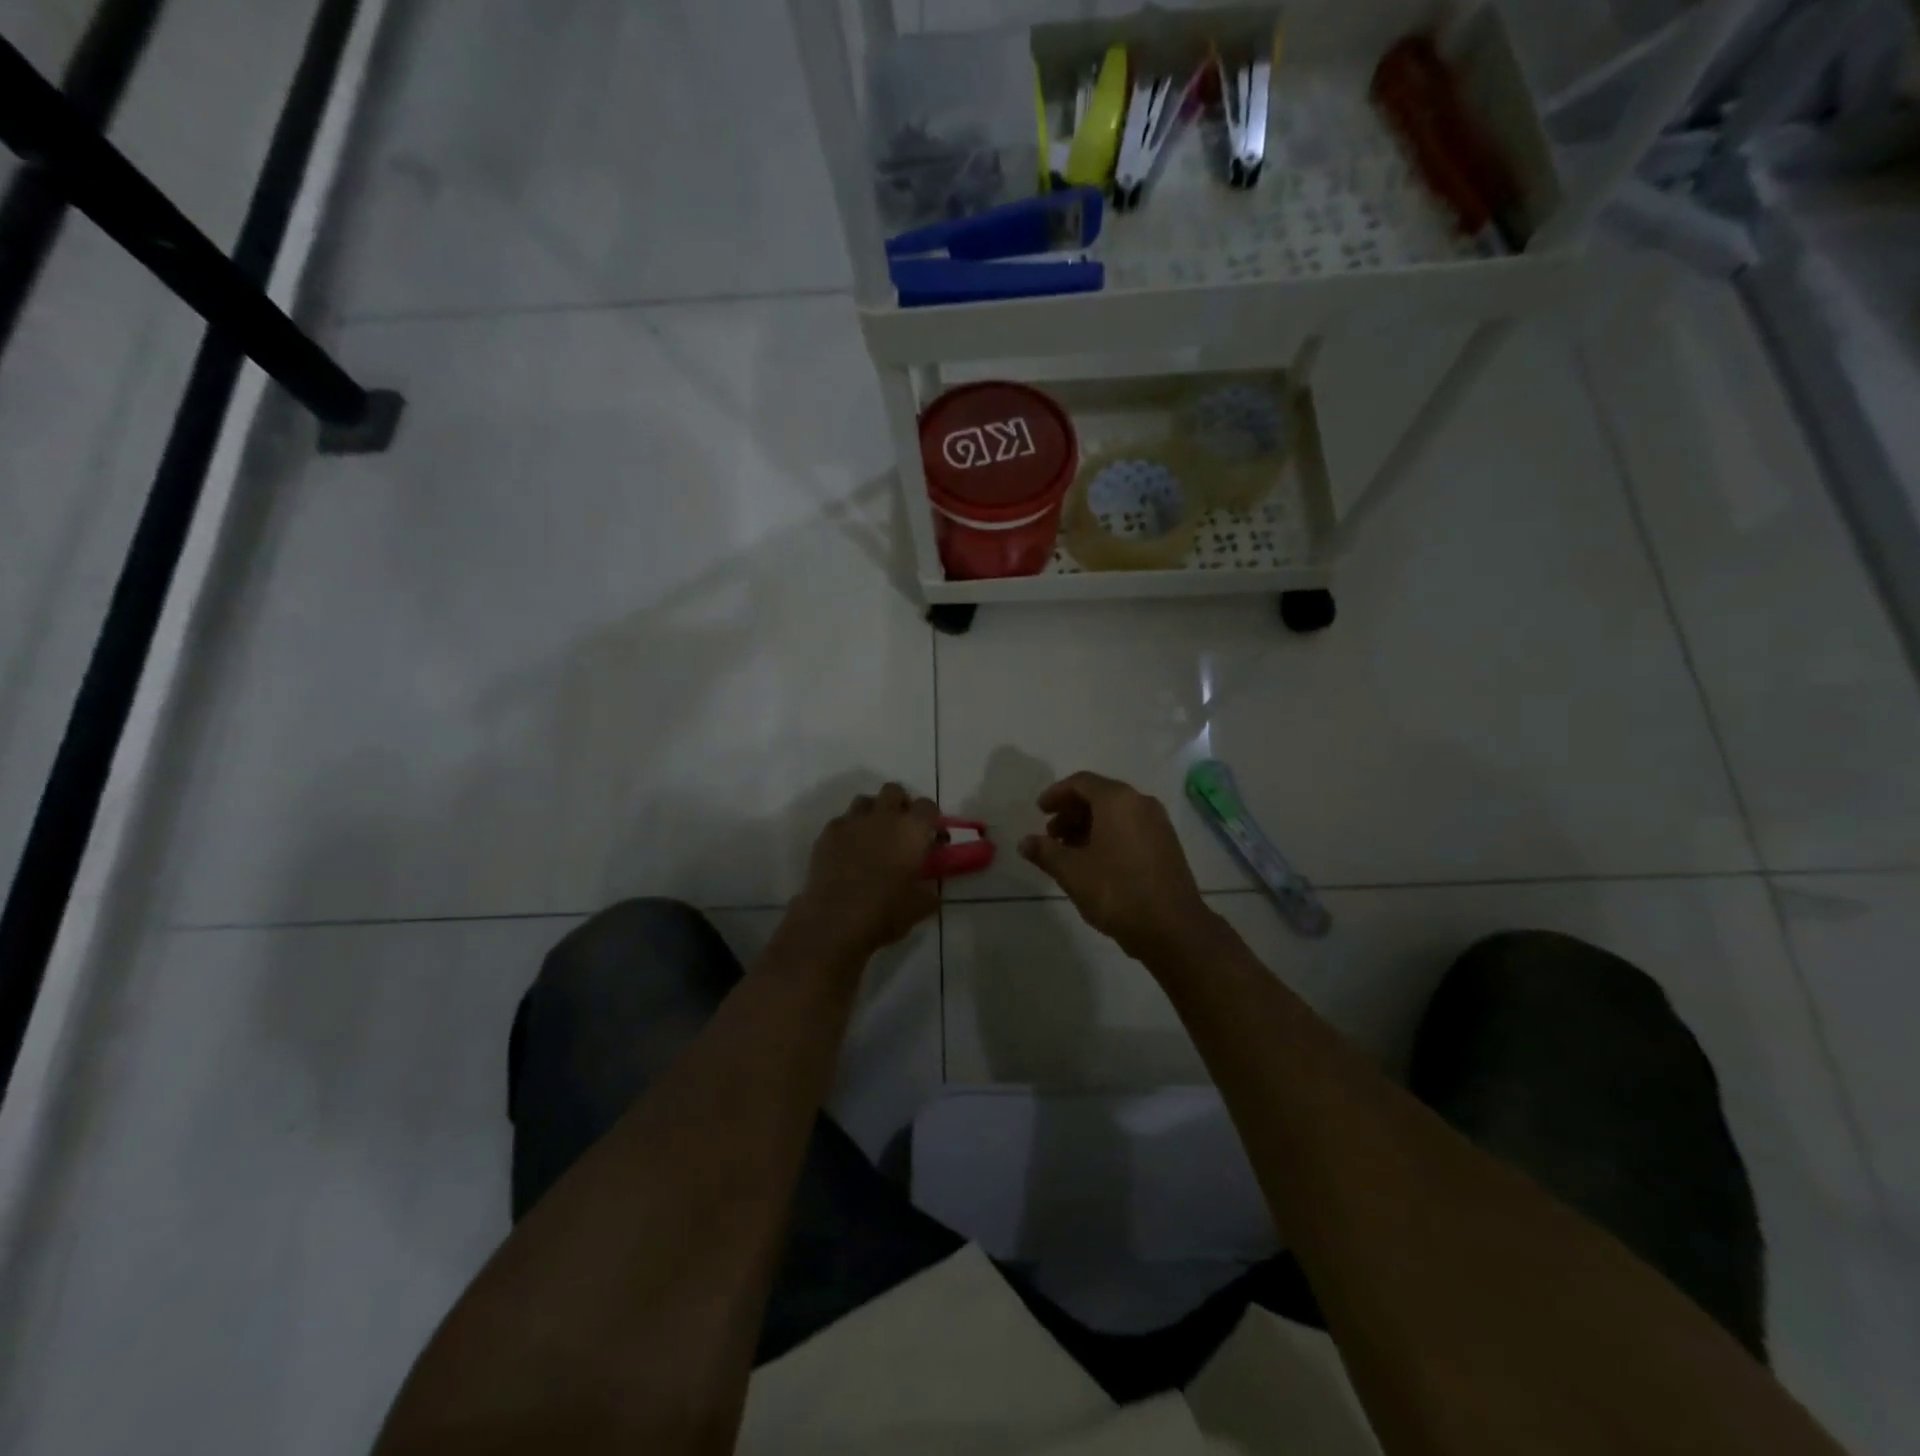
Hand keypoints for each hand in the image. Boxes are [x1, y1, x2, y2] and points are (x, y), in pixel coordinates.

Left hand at [787, 784, 941, 963]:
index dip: (931, 819)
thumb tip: (931, 894)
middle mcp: (883, 816)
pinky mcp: (827, 833)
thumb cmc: (885, 912)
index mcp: (912, 830)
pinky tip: (847, 852)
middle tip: (901, 830)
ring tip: (873, 837)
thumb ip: (929, 894)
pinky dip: (848, 831)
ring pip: (865, 801)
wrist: (835, 920)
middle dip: (900, 805)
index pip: (927, 806)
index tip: (930, 837)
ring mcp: (852, 822)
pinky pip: (842, 821)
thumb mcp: (919, 907)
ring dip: (873, 813)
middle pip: (894, 791)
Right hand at [1019, 771, 1215, 963]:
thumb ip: (1045, 852)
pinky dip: (1108, 836)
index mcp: (1118, 800)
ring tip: (1068, 852)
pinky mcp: (1166, 845)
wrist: (1173, 928)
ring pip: (1115, 814)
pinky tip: (1094, 862)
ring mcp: (1158, 824)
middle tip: (1050, 835)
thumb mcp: (1072, 872)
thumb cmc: (1117, 891)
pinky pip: (1130, 828)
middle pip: (1099, 796)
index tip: (1039, 811)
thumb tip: (1025, 842)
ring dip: (1088, 826)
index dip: (1056, 794)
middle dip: (1071, 812)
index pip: (1081, 782)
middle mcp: (1141, 803)